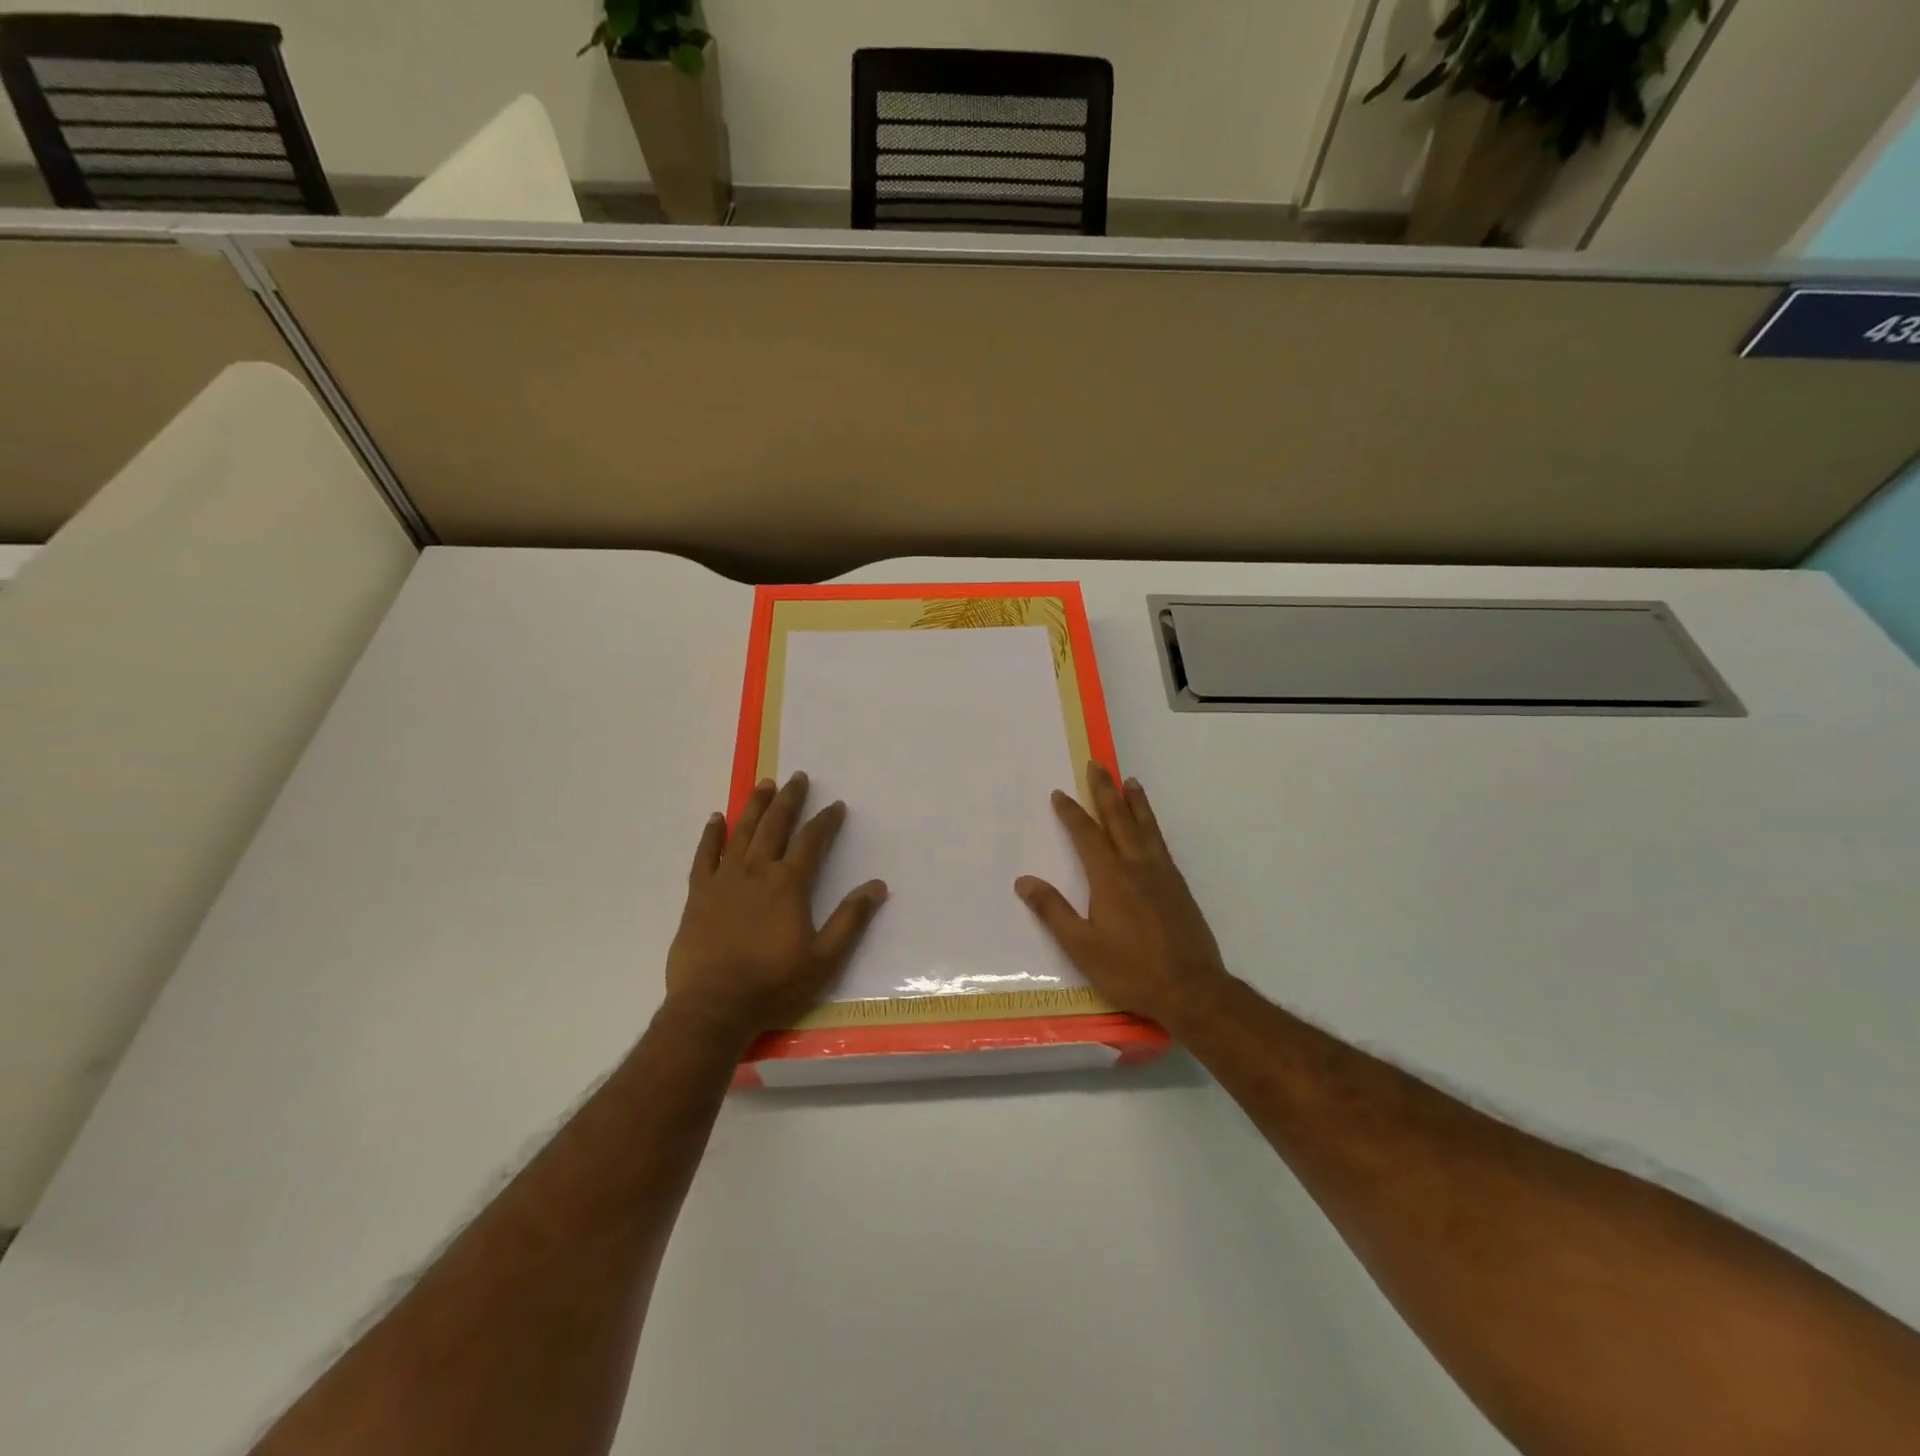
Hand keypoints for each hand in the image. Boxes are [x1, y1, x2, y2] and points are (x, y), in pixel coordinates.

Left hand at [664, 772, 887, 1043]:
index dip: (826, 821)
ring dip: (755, 806)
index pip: (811, 841)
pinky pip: (705, 855)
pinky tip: (717, 819)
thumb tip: (877, 886)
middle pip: (775, 825)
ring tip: (764, 784)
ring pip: (742, 832)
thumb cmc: (772, 984)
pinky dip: (712, 835)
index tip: (836, 805)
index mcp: (788, 884)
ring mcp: (724, 880)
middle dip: (789, 799)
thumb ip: (850, 920)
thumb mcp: (824, 959)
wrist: (712, 1007)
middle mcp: (756, 871)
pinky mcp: (699, 894)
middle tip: (797, 777)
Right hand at [1016, 765, 1231, 1034]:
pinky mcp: (1179, 888)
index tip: (1060, 793)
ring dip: (1135, 803)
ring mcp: (1163, 875)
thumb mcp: (1082, 947)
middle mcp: (1137, 867)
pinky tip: (1150, 830)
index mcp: (1111, 878)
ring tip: (1130, 781)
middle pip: (1119, 820)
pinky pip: (1161, 844)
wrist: (1192, 989)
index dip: (1072, 813)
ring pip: (1146, 828)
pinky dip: (1152, 826)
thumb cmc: (1131, 970)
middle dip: (1105, 791)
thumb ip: (1053, 911)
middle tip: (1098, 765)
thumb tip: (1024, 881)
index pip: (1087, 835)